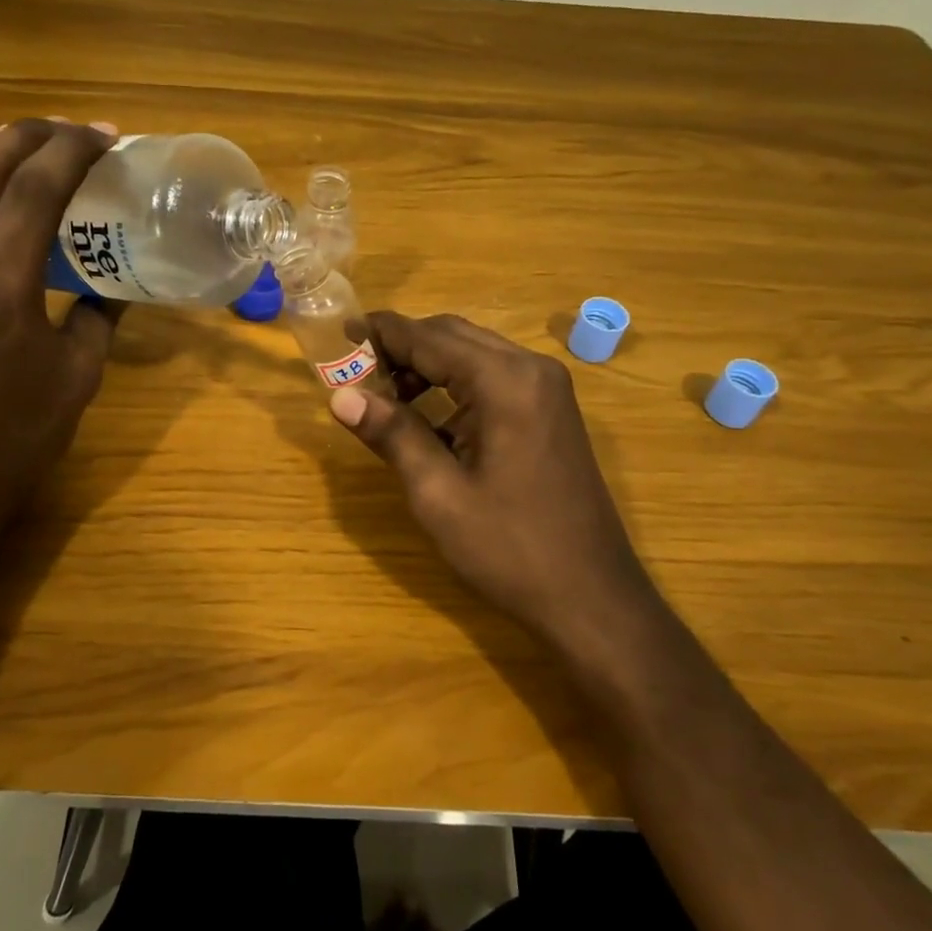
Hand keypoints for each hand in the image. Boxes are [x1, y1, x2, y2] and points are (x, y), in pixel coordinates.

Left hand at [0, 118, 122, 544]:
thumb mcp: (80, 374)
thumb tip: (114, 284)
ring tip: (23, 150)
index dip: (72, 151)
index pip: (34, 190)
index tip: (104, 136)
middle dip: (25, 135)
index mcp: (0, 288)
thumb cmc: (22, 434)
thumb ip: (99, 316)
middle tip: (67, 131)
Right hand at [329, 312, 648, 645]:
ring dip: (428, 366)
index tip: (339, 334)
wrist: (592, 597)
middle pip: (453, 336)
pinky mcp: (551, 411)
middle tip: (357, 373)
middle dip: (403, 348)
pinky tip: (428, 419)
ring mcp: (547, 390)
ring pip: (473, 355)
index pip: (428, 338)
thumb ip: (392, 434)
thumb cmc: (510, 549)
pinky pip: (493, 379)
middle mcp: (531, 369)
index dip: (381, 333)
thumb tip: (340, 396)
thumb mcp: (439, 494)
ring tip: (385, 400)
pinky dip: (455, 386)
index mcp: (505, 381)